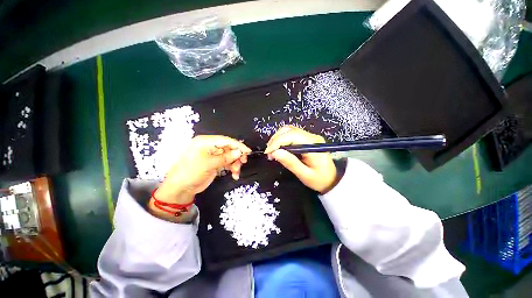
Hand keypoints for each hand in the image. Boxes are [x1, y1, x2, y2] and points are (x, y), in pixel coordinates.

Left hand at [155, 135, 250, 204]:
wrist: (180, 189)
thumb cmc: (191, 173)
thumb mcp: (208, 164)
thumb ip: (225, 157)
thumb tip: (239, 152)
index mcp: (205, 142)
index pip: (226, 140)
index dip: (238, 145)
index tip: (248, 151)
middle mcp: (210, 147)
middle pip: (229, 148)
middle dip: (237, 156)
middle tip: (243, 162)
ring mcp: (213, 155)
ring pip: (230, 156)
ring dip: (235, 163)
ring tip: (236, 172)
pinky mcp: (215, 163)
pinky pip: (227, 163)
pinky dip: (232, 168)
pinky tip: (234, 174)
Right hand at [264, 126, 337, 193]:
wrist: (333, 180)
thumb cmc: (320, 180)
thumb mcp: (305, 175)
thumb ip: (290, 163)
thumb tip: (275, 153)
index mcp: (313, 145)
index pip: (291, 136)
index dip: (277, 142)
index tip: (268, 153)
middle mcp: (311, 137)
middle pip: (289, 130)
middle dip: (275, 140)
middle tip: (269, 153)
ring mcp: (310, 137)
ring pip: (289, 130)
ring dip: (278, 138)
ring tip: (272, 151)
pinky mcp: (307, 139)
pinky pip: (291, 134)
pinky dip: (282, 139)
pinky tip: (279, 148)